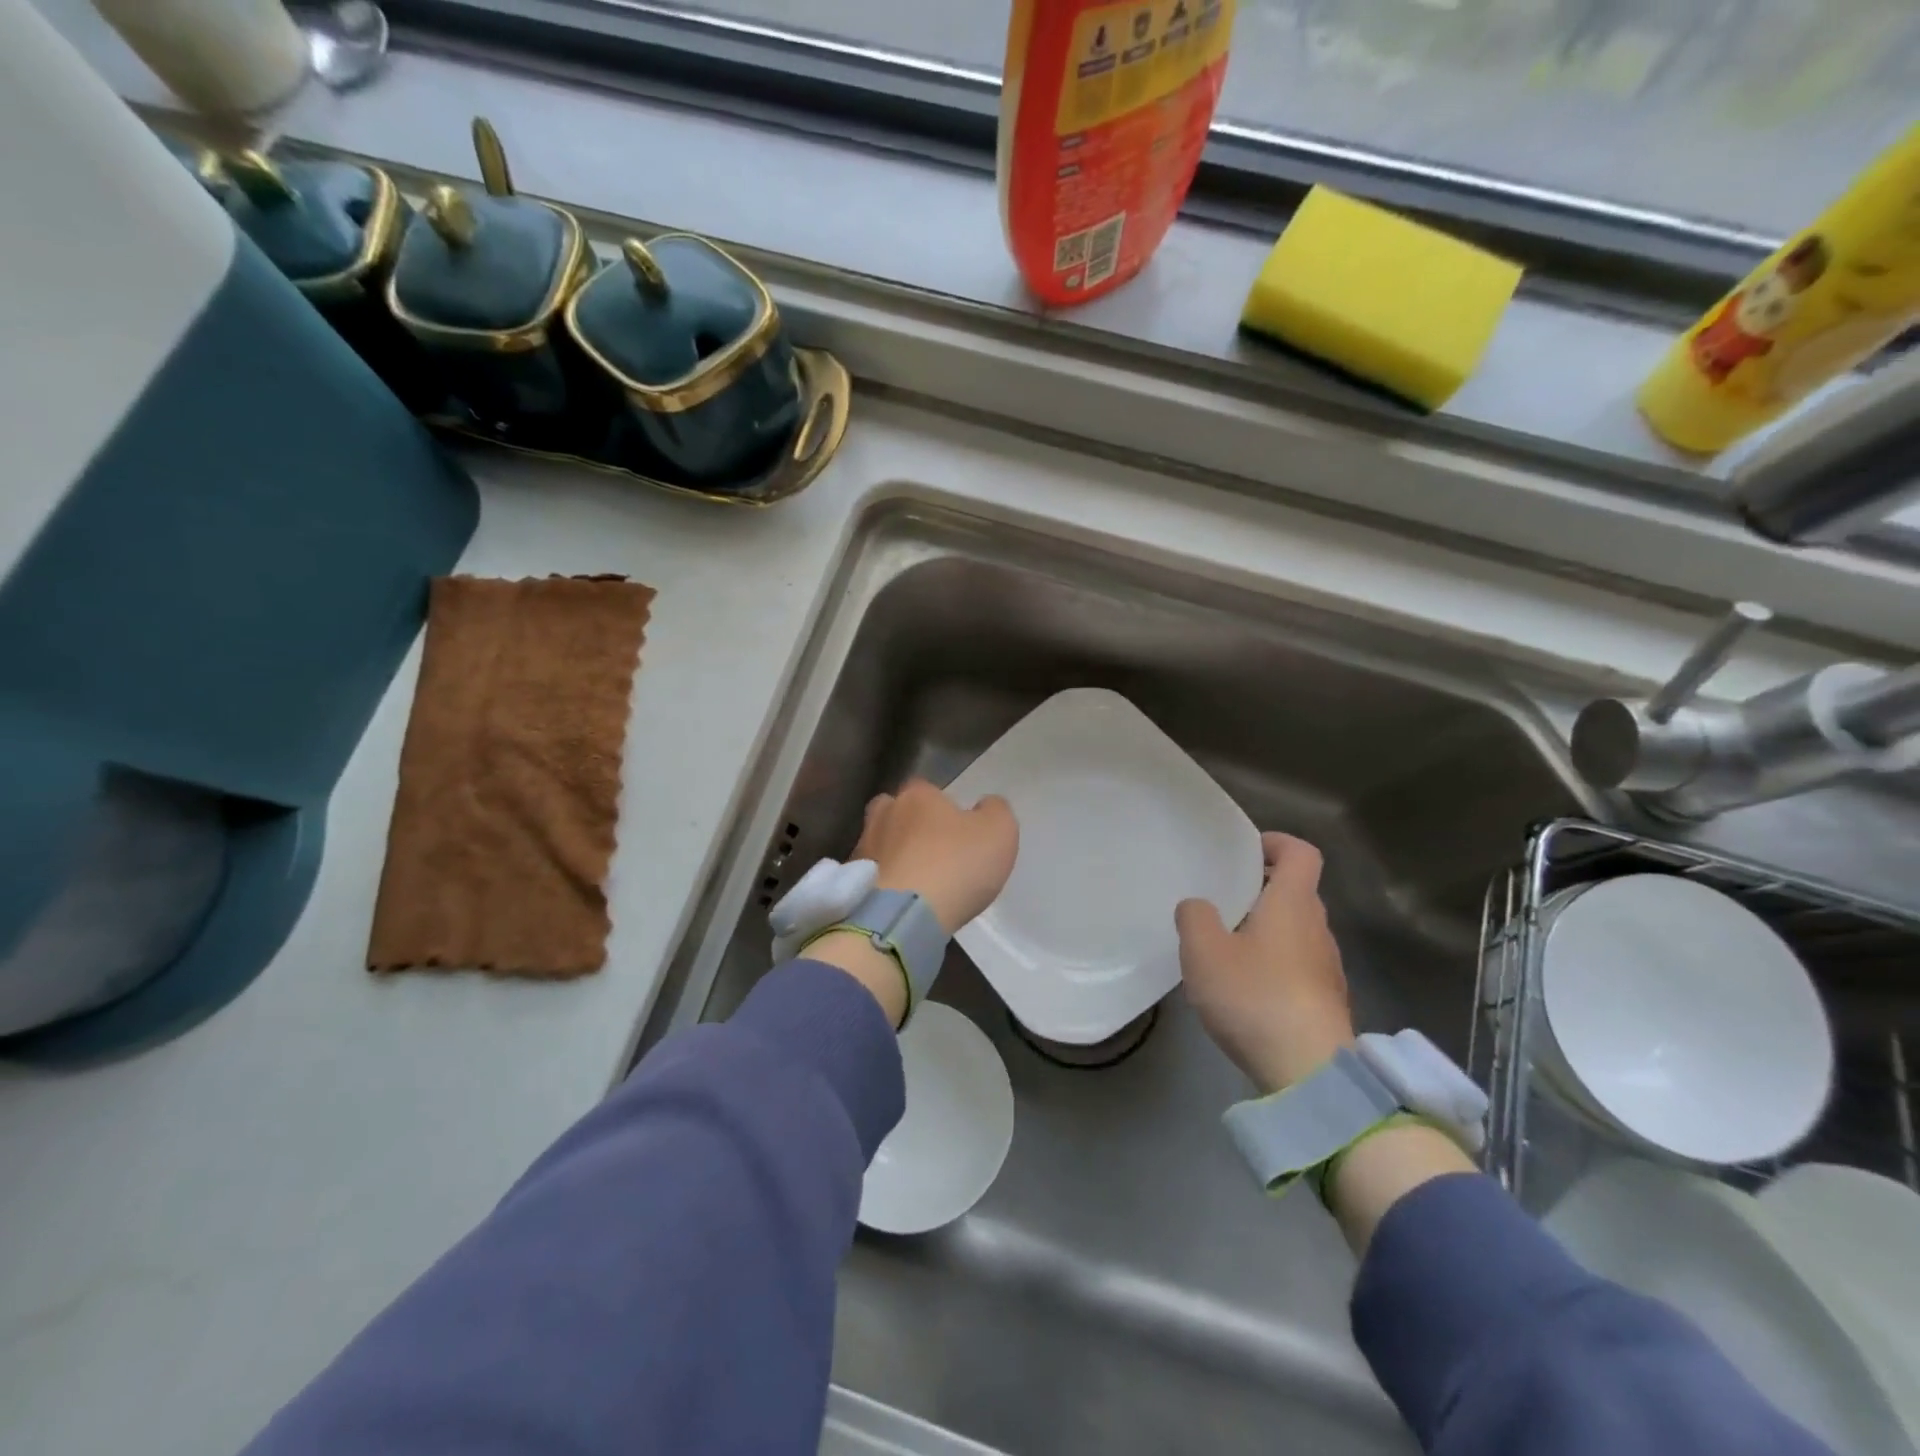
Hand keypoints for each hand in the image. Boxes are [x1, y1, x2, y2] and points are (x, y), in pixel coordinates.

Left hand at [854, 779, 1018, 934]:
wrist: (904, 916)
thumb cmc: (956, 865)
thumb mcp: (999, 831)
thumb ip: (995, 811)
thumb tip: (985, 806)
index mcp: (917, 795)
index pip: (927, 789)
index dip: (942, 808)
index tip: (957, 832)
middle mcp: (883, 813)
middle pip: (895, 811)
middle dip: (909, 826)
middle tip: (932, 852)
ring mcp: (863, 848)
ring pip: (880, 843)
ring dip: (895, 856)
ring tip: (915, 881)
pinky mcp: (852, 883)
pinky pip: (870, 875)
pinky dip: (883, 883)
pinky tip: (899, 900)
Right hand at [1175, 832, 1354, 1093]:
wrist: (1310, 1071)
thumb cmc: (1255, 995)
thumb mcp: (1204, 951)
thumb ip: (1195, 917)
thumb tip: (1198, 906)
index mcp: (1293, 904)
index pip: (1301, 853)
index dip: (1276, 843)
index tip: (1246, 851)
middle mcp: (1317, 928)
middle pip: (1297, 892)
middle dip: (1262, 888)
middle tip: (1222, 898)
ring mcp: (1327, 967)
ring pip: (1297, 930)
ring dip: (1266, 928)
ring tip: (1227, 945)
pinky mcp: (1326, 1001)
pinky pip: (1298, 964)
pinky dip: (1274, 962)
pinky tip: (1245, 986)